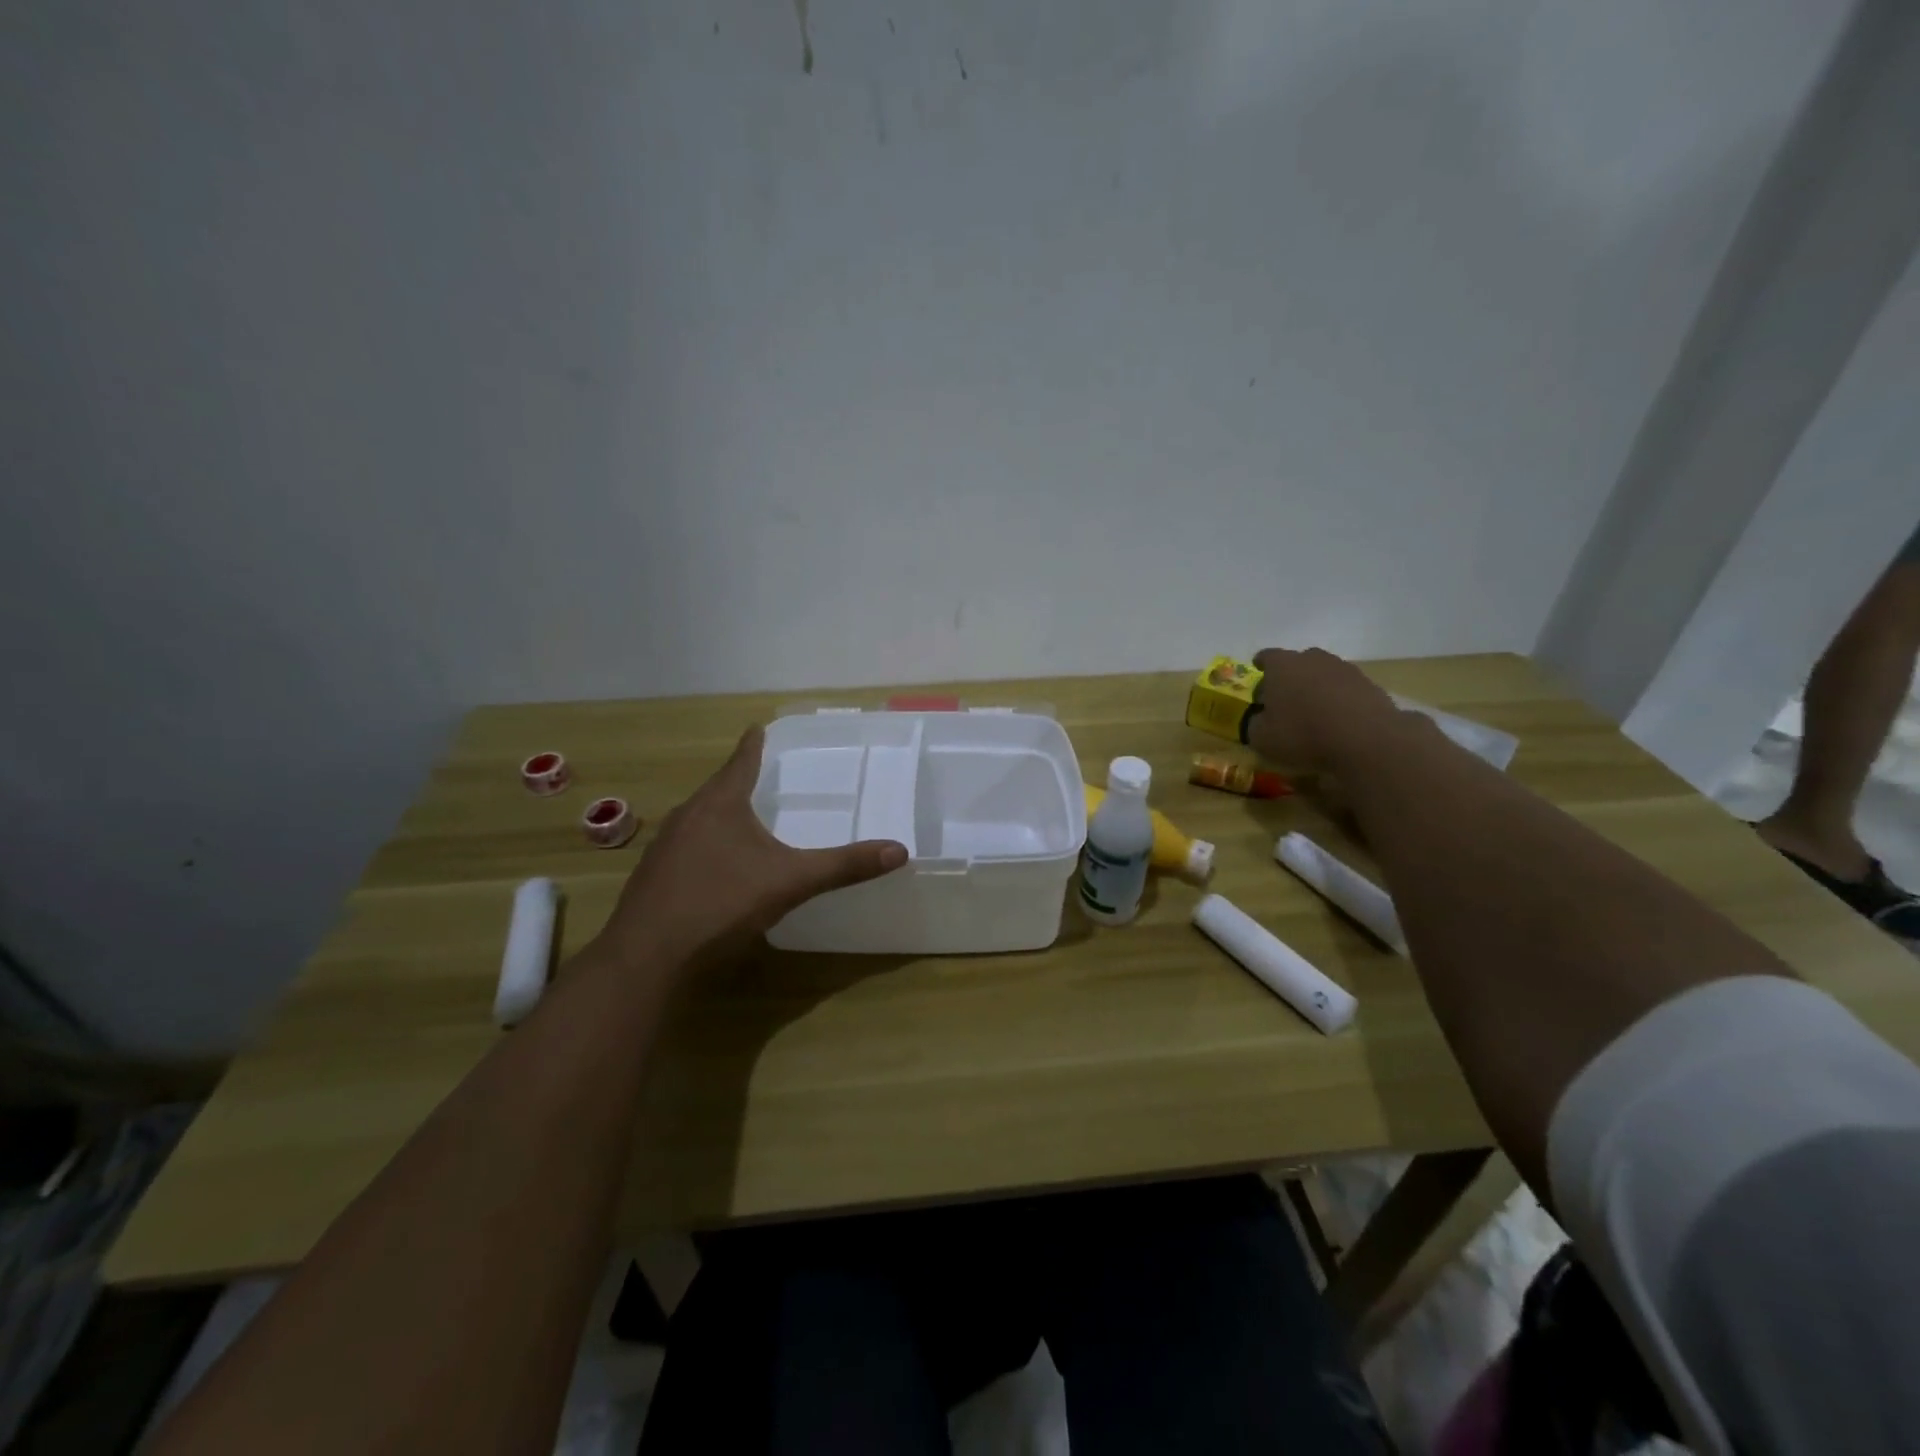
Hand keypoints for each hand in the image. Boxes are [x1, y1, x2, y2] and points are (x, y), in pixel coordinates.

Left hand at [591, 726, 907, 973]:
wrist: (648, 957)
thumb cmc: (722, 903)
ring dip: (720, 815)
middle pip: (717, 789)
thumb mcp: (791, 882)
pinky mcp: (652, 878)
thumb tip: (899, 850)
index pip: (741, 762)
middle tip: (761, 776)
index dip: (753, 745)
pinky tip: (716, 868)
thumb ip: (843, 865)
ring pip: (698, 820)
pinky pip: (685, 848)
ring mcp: (664, 848)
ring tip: (742, 818)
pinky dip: (705, 846)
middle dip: (738, 781)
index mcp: (719, 805)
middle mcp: (687, 817)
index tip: (758, 727)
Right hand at [1248, 647, 1403, 770]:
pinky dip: (1339, 700)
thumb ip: (1254, 724)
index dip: (1261, 665)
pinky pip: (1345, 689)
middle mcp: (1313, 659)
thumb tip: (1259, 719)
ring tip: (1313, 711)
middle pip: (1298, 662)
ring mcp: (1344, 669)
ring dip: (1316, 687)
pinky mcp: (1369, 684)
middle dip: (1290, 677)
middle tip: (1285, 698)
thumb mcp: (1262, 738)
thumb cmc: (1302, 733)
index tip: (1258, 672)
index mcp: (1282, 666)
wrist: (1365, 739)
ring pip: (1323, 674)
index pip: (1266, 656)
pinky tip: (1338, 720)